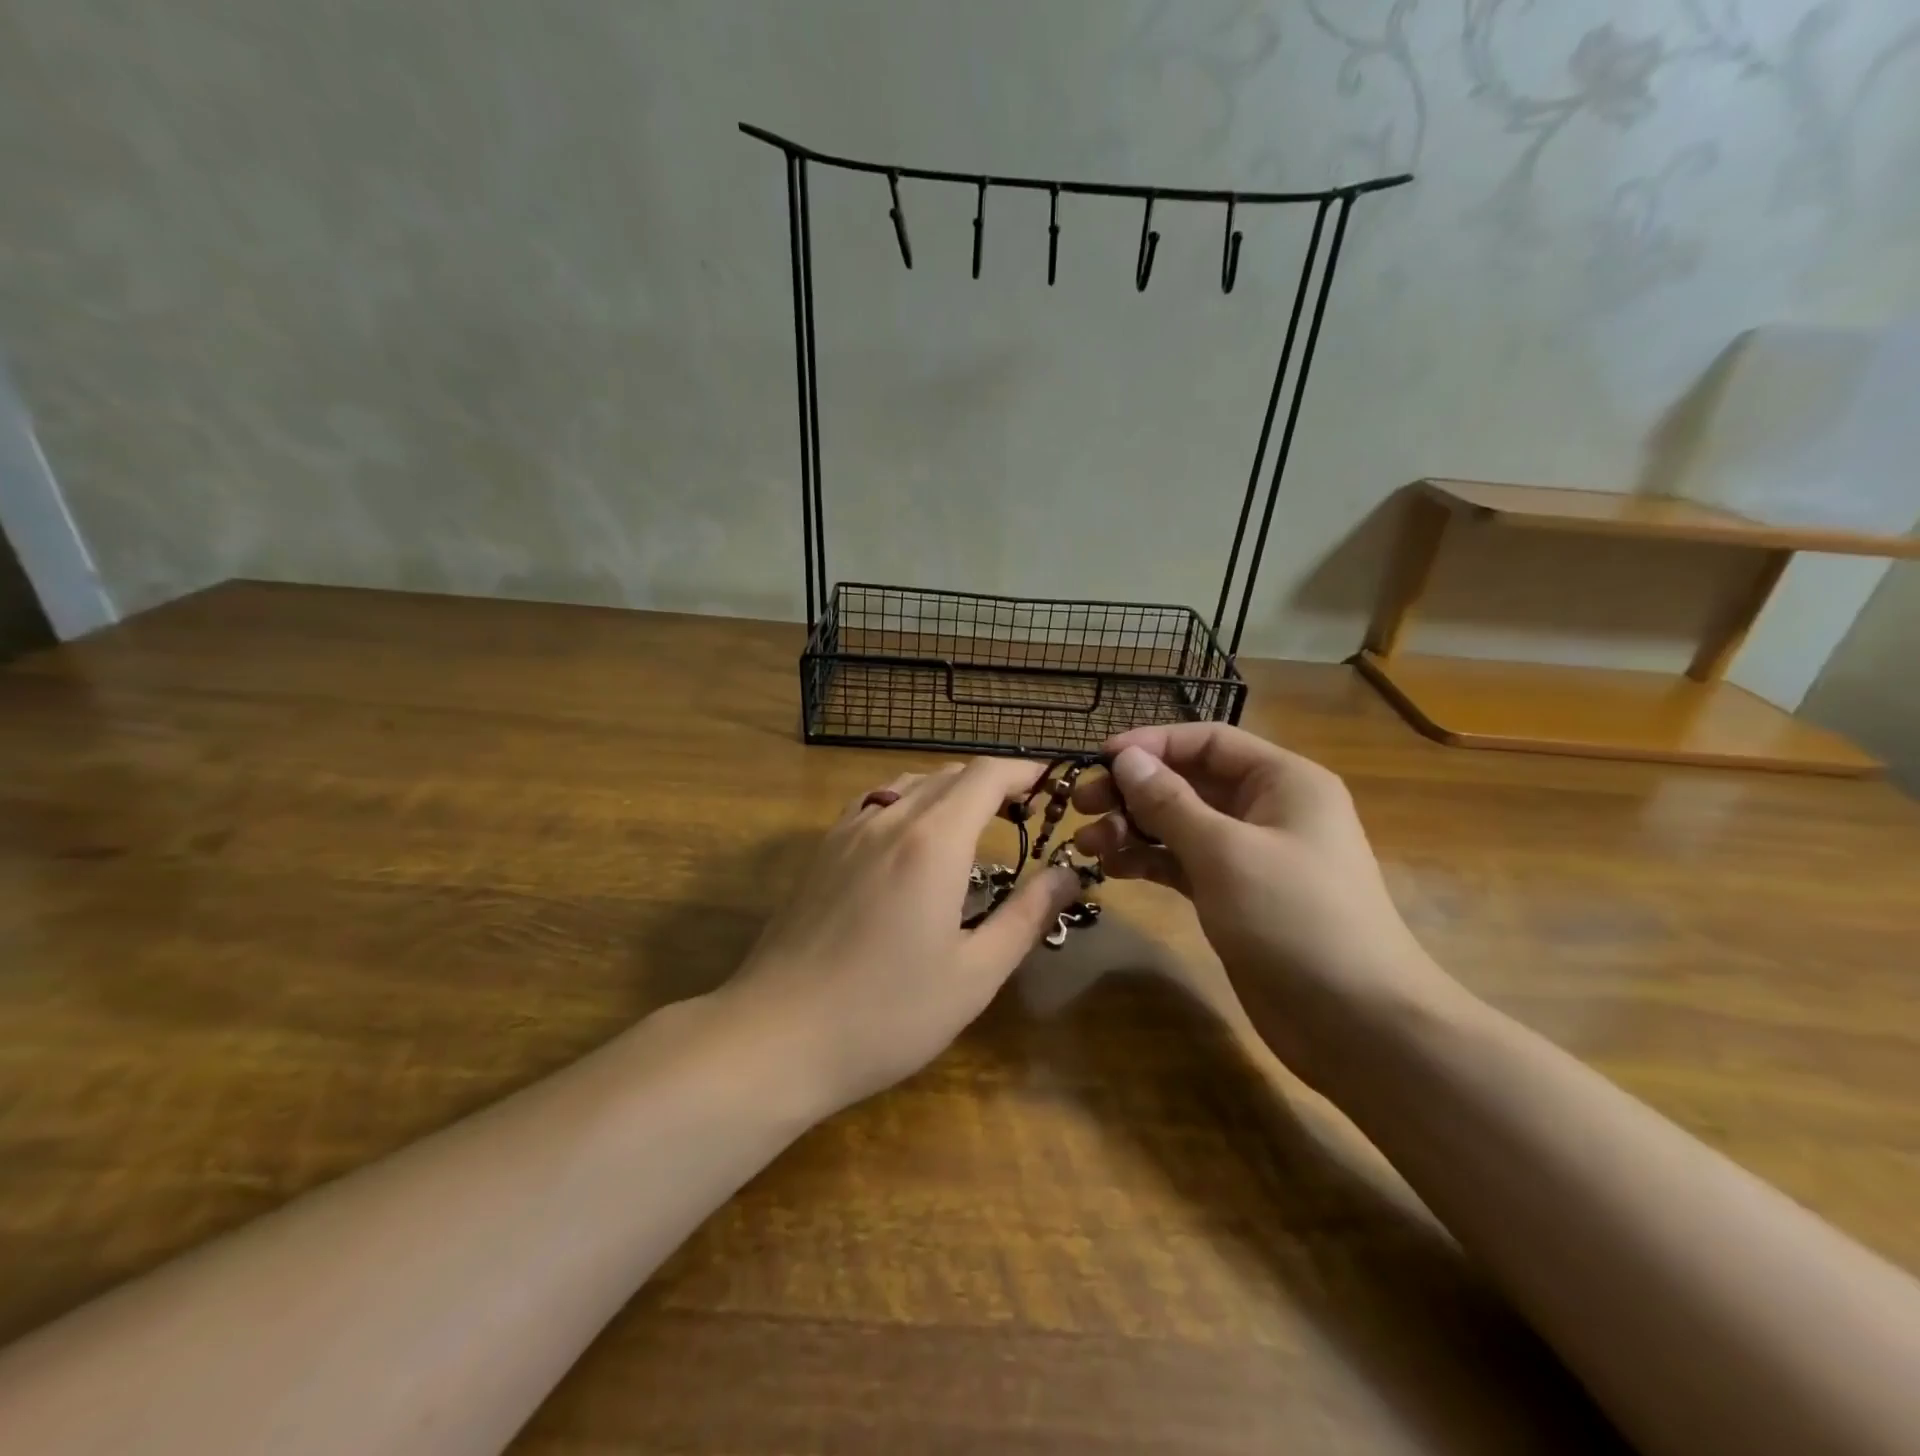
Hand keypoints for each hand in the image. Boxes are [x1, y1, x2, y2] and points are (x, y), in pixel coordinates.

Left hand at [720, 759, 1081, 1117]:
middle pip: (949, 775)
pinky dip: (908, 805)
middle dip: (992, 784)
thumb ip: (1027, 916)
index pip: (985, 776)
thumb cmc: (887, 1014)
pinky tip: (911, 842)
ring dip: (949, 792)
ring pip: (909, 785)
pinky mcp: (821, 852)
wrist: (776, 1036)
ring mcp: (847, 832)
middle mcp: (889, 820)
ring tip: (973, 826)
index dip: (1023, 772)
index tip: (1051, 787)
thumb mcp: (975, 974)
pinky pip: (874, 804)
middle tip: (1024, 816)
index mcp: (933, 841)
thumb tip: (1069, 875)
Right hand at [1072, 724, 1451, 1084]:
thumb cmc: (1294, 918)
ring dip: (1133, 828)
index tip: (1099, 758)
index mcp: (1282, 781)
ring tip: (1086, 844)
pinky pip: (1183, 862)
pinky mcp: (1235, 895)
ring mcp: (1250, 854)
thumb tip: (1126, 758)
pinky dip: (1149, 861)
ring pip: (1181, 824)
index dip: (1152, 744)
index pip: (1208, 742)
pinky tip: (1113, 868)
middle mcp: (1267, 809)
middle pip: (1189, 782)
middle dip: (1134, 791)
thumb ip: (1169, 802)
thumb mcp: (1224, 852)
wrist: (1356, 1022)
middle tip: (1081, 806)